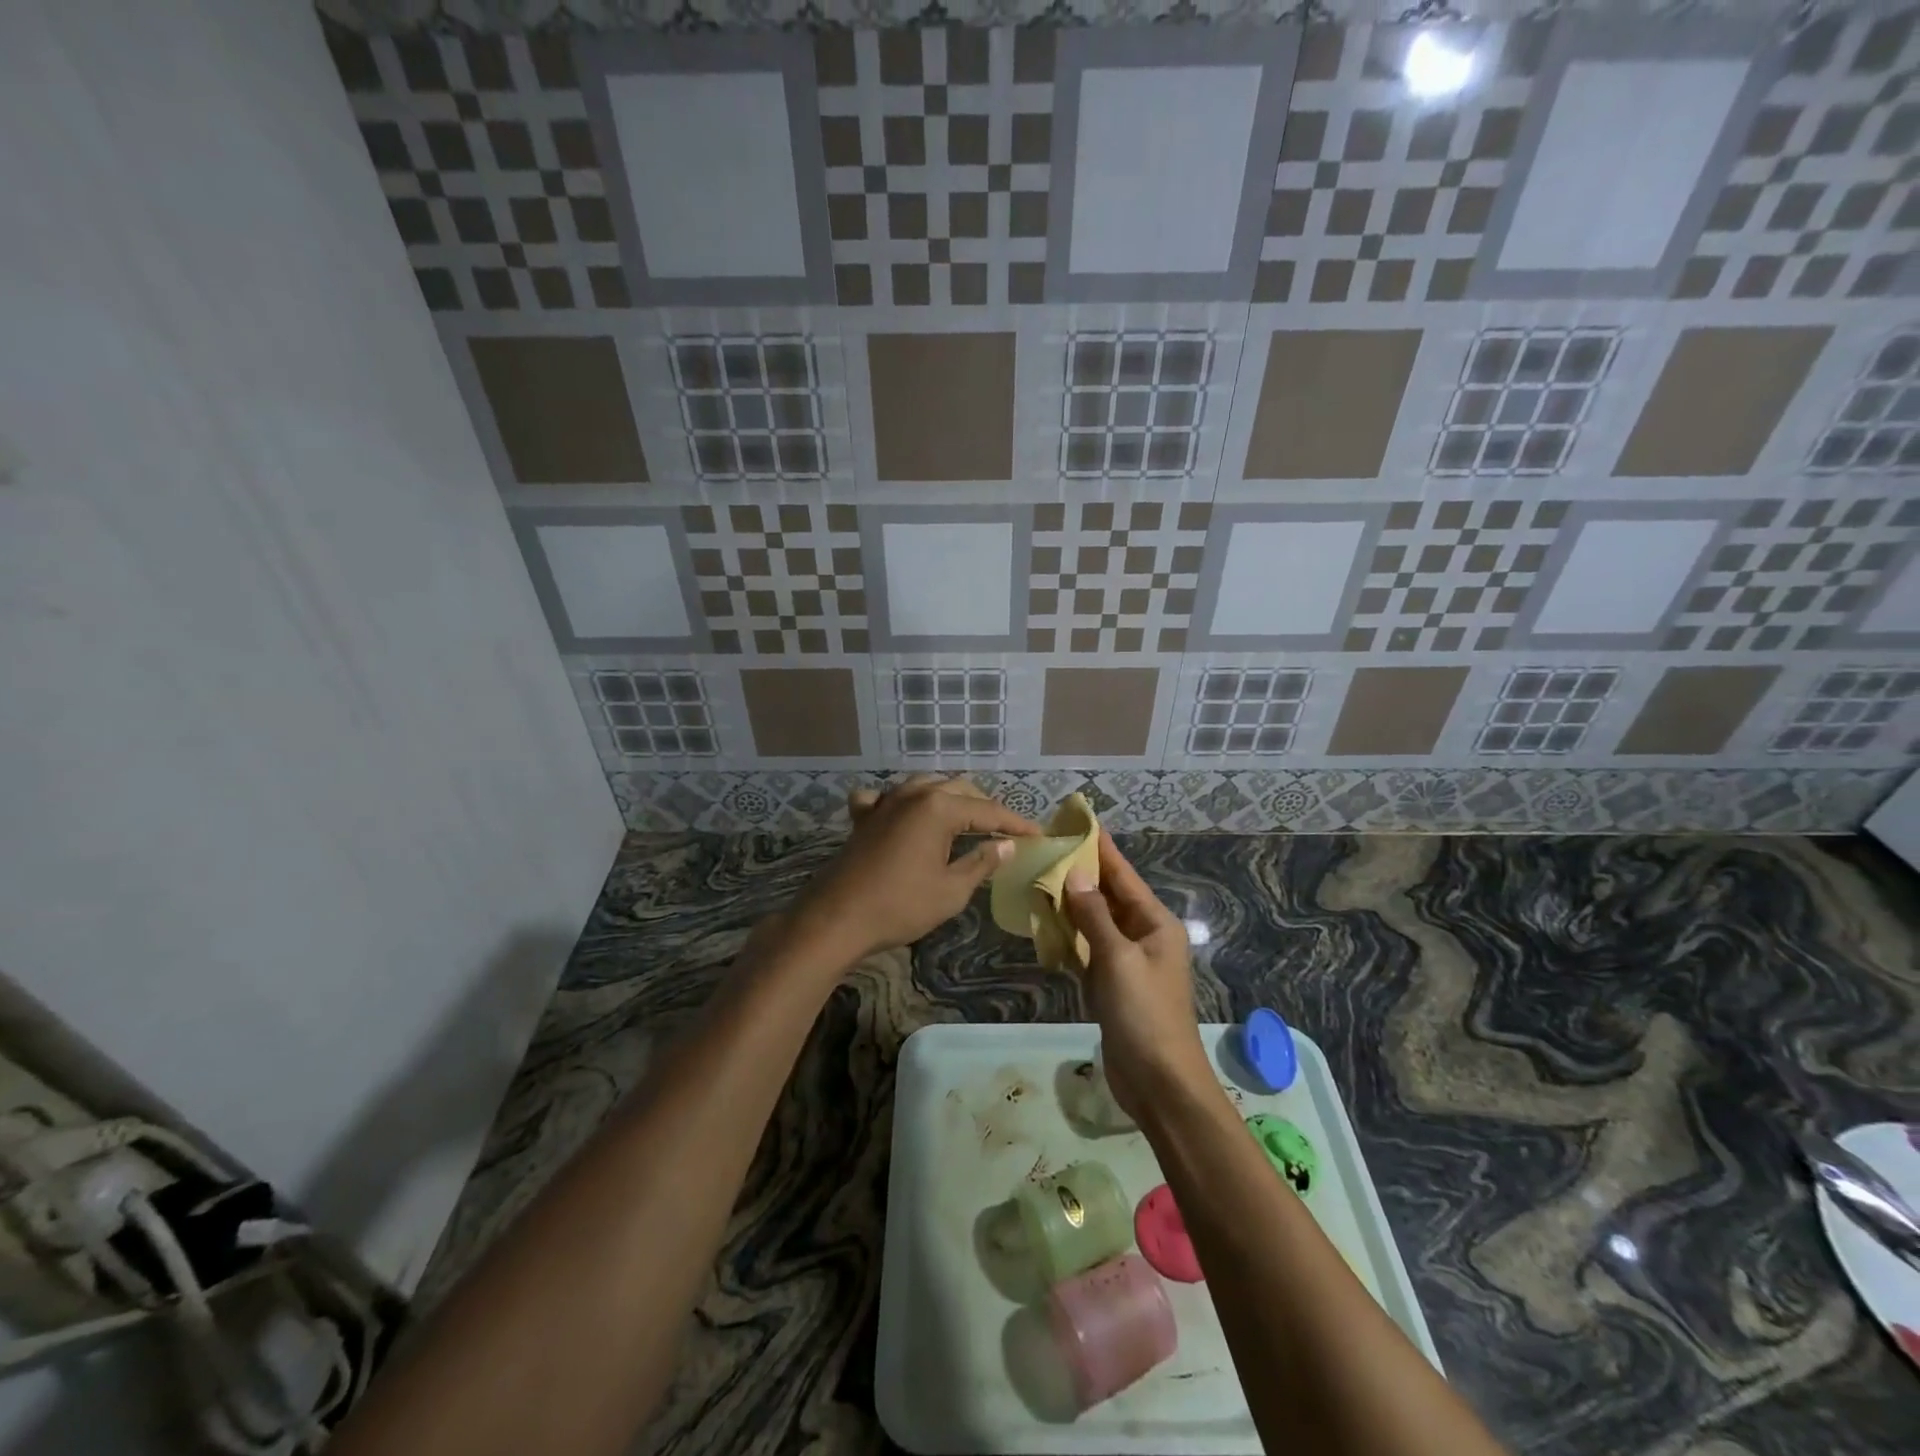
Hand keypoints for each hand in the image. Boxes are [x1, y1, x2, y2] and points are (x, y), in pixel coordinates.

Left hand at [792, 777, 1039, 964]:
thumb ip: (981, 863)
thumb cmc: (900, 905)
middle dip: (984, 808)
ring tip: (965, 819)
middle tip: (1004, 831)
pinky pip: (886, 797)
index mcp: (939, 808)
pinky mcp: (864, 817)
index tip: (1038, 835)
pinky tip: (903, 813)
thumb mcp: (951, 890)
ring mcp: (885, 801)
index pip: (988, 811)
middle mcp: (913, 794)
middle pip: (959, 790)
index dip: (1016, 824)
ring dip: (949, 799)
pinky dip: (902, 801)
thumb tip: (1005, 846)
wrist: (836, 918)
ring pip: (926, 786)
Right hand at [1062, 832, 1212, 1119]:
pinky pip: (1087, 951)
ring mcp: (1127, 962)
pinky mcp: (1111, 986)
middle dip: (1081, 874)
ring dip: (1071, 905)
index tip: (1079, 822)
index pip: (1124, 875)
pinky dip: (1068, 938)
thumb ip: (1094, 916)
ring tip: (1039, 878)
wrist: (1159, 1084)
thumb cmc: (1144, 1014)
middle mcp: (1143, 936)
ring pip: (1095, 923)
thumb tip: (1073, 875)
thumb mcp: (1118, 960)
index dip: (1101, 849)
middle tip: (1048, 848)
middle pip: (1109, 896)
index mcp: (1155, 924)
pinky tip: (1045, 924)